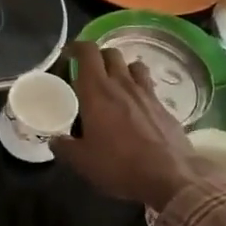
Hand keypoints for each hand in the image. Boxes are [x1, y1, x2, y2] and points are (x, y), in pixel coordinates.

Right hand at [51, 42, 200, 212]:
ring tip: (114, 85)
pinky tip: (135, 108)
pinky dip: (139, 89)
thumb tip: (55, 140)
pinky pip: (149, 87)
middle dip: (98, 57)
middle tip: (88, 73)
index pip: (87, 52)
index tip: (67, 55)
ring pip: (133, 65)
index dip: (76, 47)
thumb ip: (65, 147)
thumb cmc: (120, 165)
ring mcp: (147, 94)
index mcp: (97, 91)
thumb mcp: (83, 162)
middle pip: (111, 53)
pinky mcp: (164, 107)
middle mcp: (122, 84)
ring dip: (122, 69)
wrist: (171, 177)